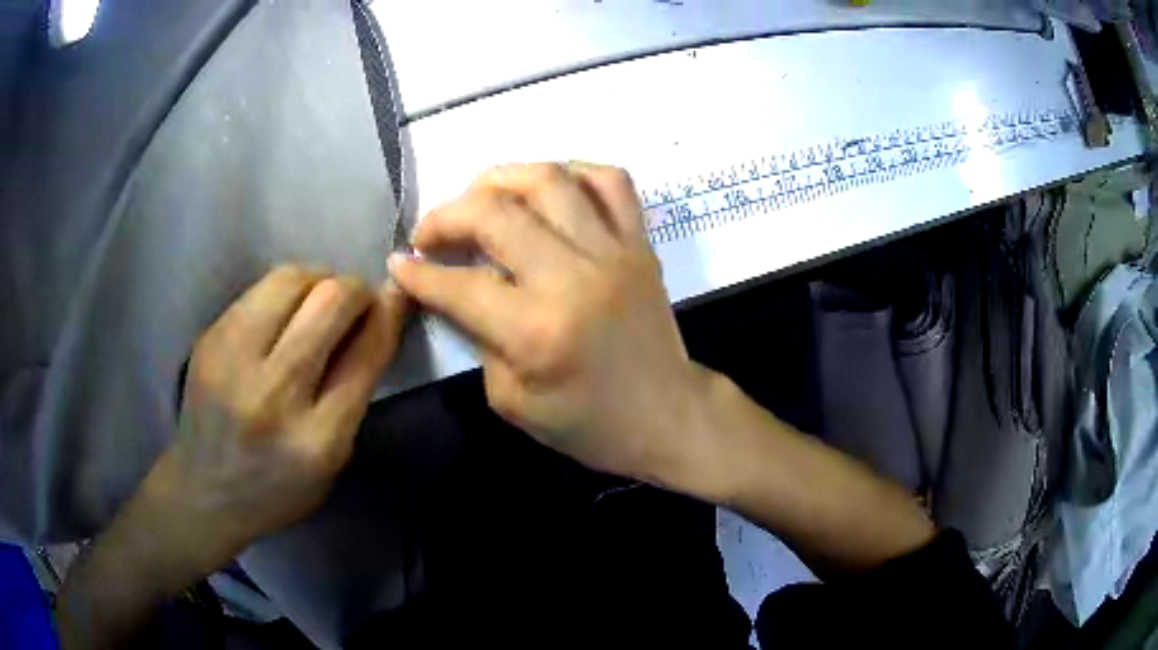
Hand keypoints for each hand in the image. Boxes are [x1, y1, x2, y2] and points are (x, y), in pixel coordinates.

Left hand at [133, 267, 407, 580]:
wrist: (203, 491)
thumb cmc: (278, 487)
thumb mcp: (332, 459)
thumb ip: (355, 390)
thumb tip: (377, 317)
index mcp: (316, 439)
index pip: (365, 353)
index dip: (388, 314)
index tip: (395, 297)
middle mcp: (272, 393)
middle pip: (329, 301)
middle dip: (355, 289)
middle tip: (356, 302)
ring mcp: (232, 360)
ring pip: (290, 279)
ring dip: (318, 280)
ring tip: (318, 301)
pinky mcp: (209, 339)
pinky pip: (259, 290)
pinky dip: (284, 292)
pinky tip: (283, 314)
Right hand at [390, 163, 711, 485]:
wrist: (667, 415)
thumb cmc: (588, 423)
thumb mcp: (512, 400)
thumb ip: (479, 337)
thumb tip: (454, 289)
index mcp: (536, 331)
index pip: (460, 285)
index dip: (419, 272)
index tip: (400, 263)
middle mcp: (573, 277)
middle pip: (496, 214)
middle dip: (447, 216)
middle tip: (430, 232)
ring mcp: (613, 251)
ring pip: (549, 179)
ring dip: (500, 178)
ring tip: (479, 198)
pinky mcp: (640, 242)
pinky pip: (610, 180)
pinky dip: (572, 172)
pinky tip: (548, 190)